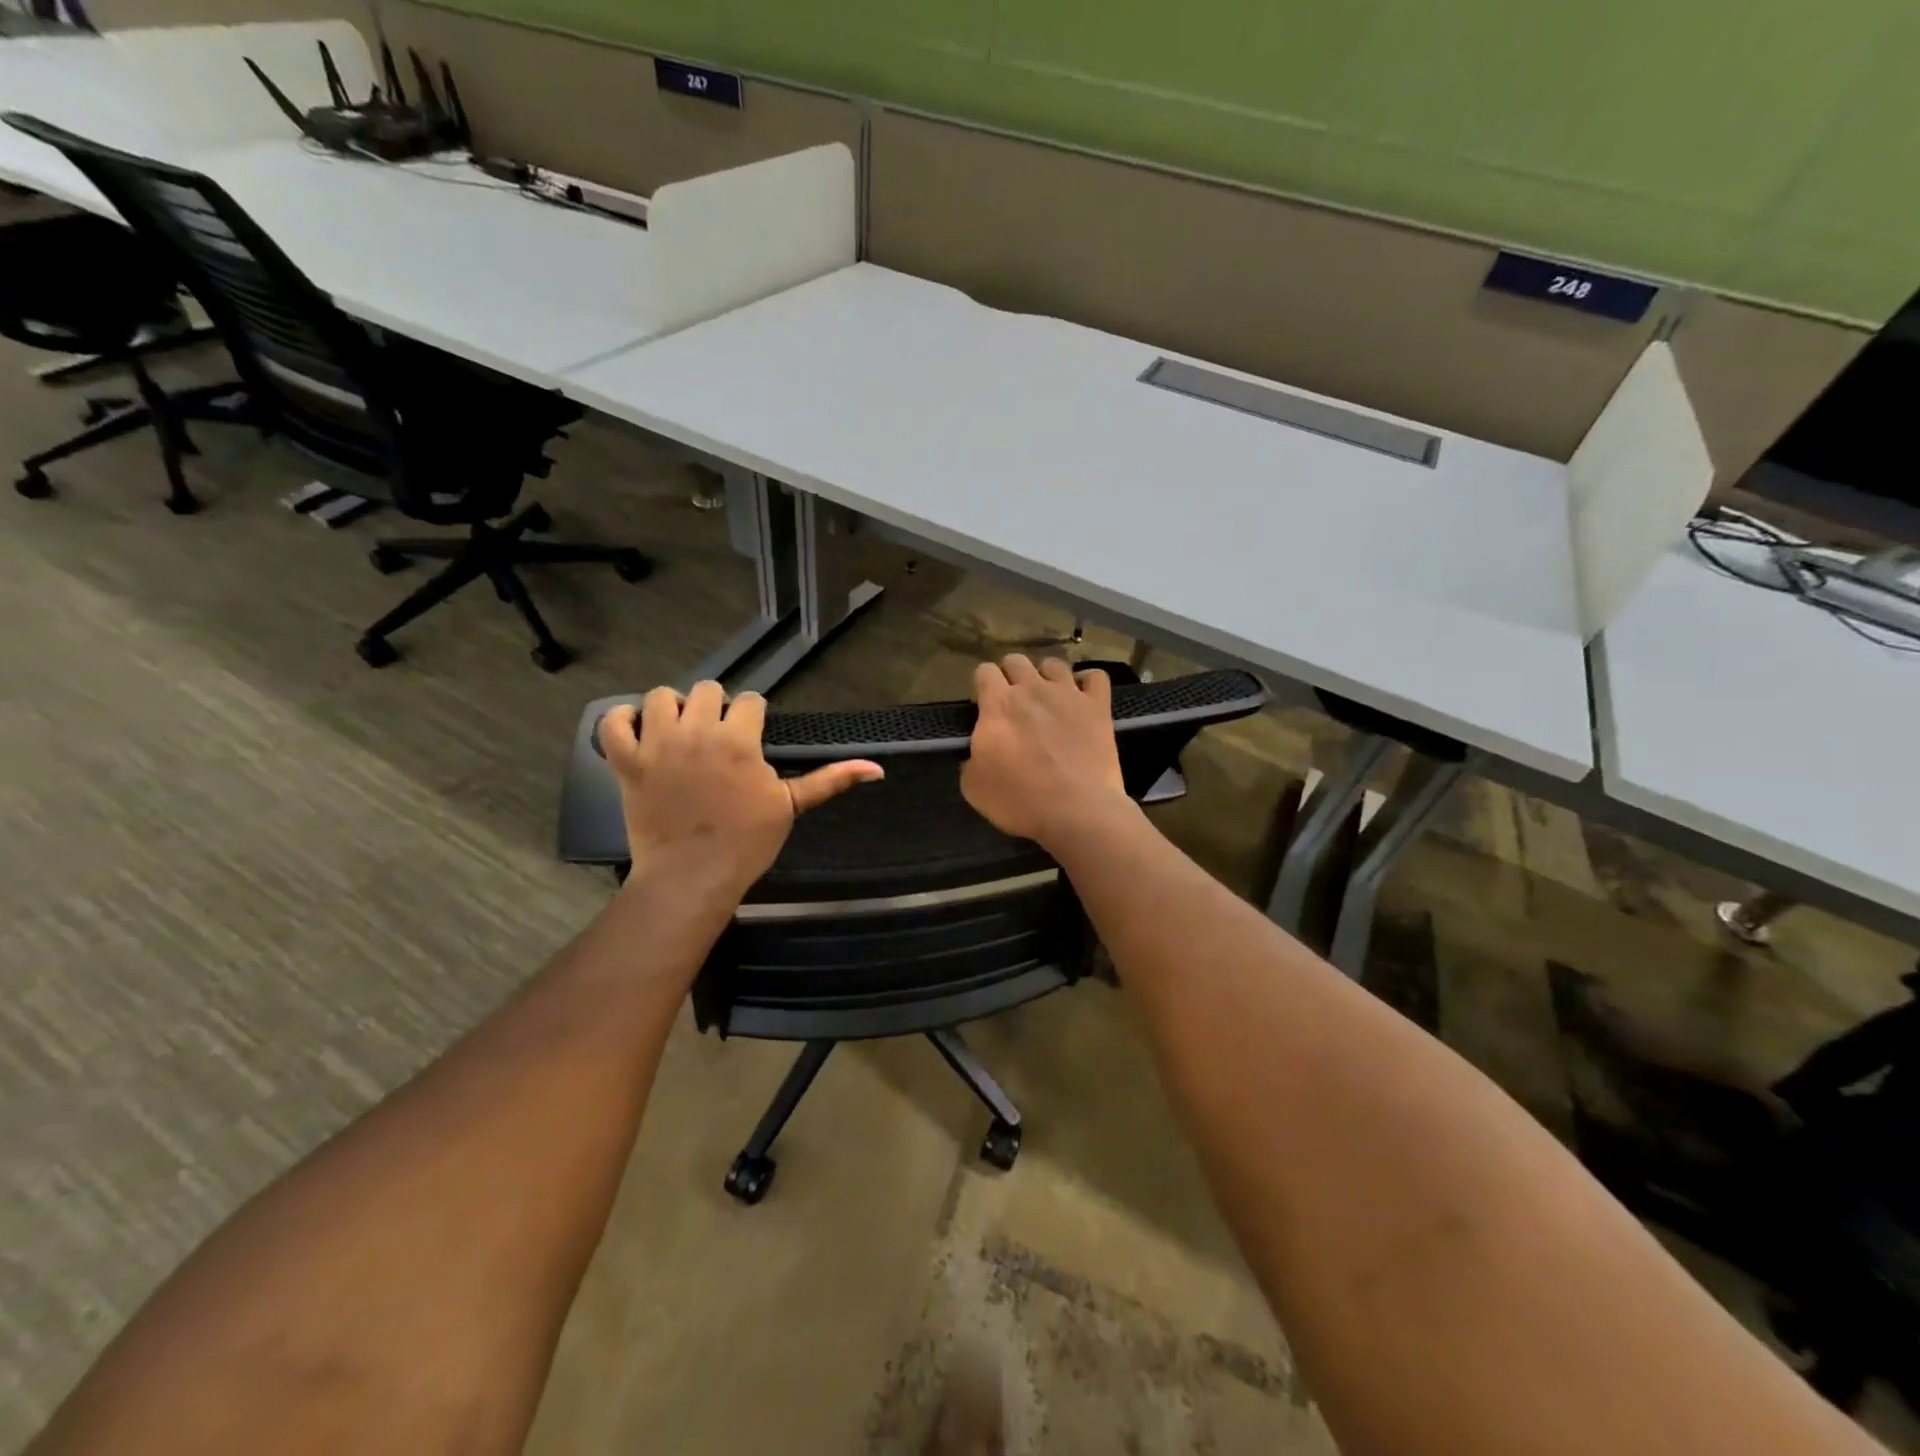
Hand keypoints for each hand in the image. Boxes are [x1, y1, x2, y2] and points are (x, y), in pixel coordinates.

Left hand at [598, 682, 882, 898]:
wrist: (692, 877)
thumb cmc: (747, 842)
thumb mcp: (790, 806)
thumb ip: (830, 780)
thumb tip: (877, 769)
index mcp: (739, 740)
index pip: (750, 702)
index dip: (752, 717)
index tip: (751, 737)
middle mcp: (697, 732)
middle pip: (707, 690)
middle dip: (716, 707)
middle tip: (717, 736)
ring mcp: (657, 745)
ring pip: (661, 696)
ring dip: (673, 708)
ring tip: (680, 732)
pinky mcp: (626, 762)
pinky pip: (612, 722)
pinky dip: (622, 720)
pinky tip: (638, 730)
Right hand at [962, 654, 1129, 847]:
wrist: (1076, 811)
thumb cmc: (1019, 800)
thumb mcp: (973, 787)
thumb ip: (971, 759)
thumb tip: (976, 753)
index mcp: (998, 705)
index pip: (984, 671)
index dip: (982, 686)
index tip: (984, 706)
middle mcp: (1032, 689)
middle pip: (1016, 660)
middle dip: (1010, 675)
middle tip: (1013, 702)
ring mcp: (1069, 694)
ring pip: (1054, 664)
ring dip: (1046, 676)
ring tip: (1047, 697)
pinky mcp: (1098, 707)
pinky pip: (1095, 677)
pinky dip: (1087, 681)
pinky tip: (1082, 696)